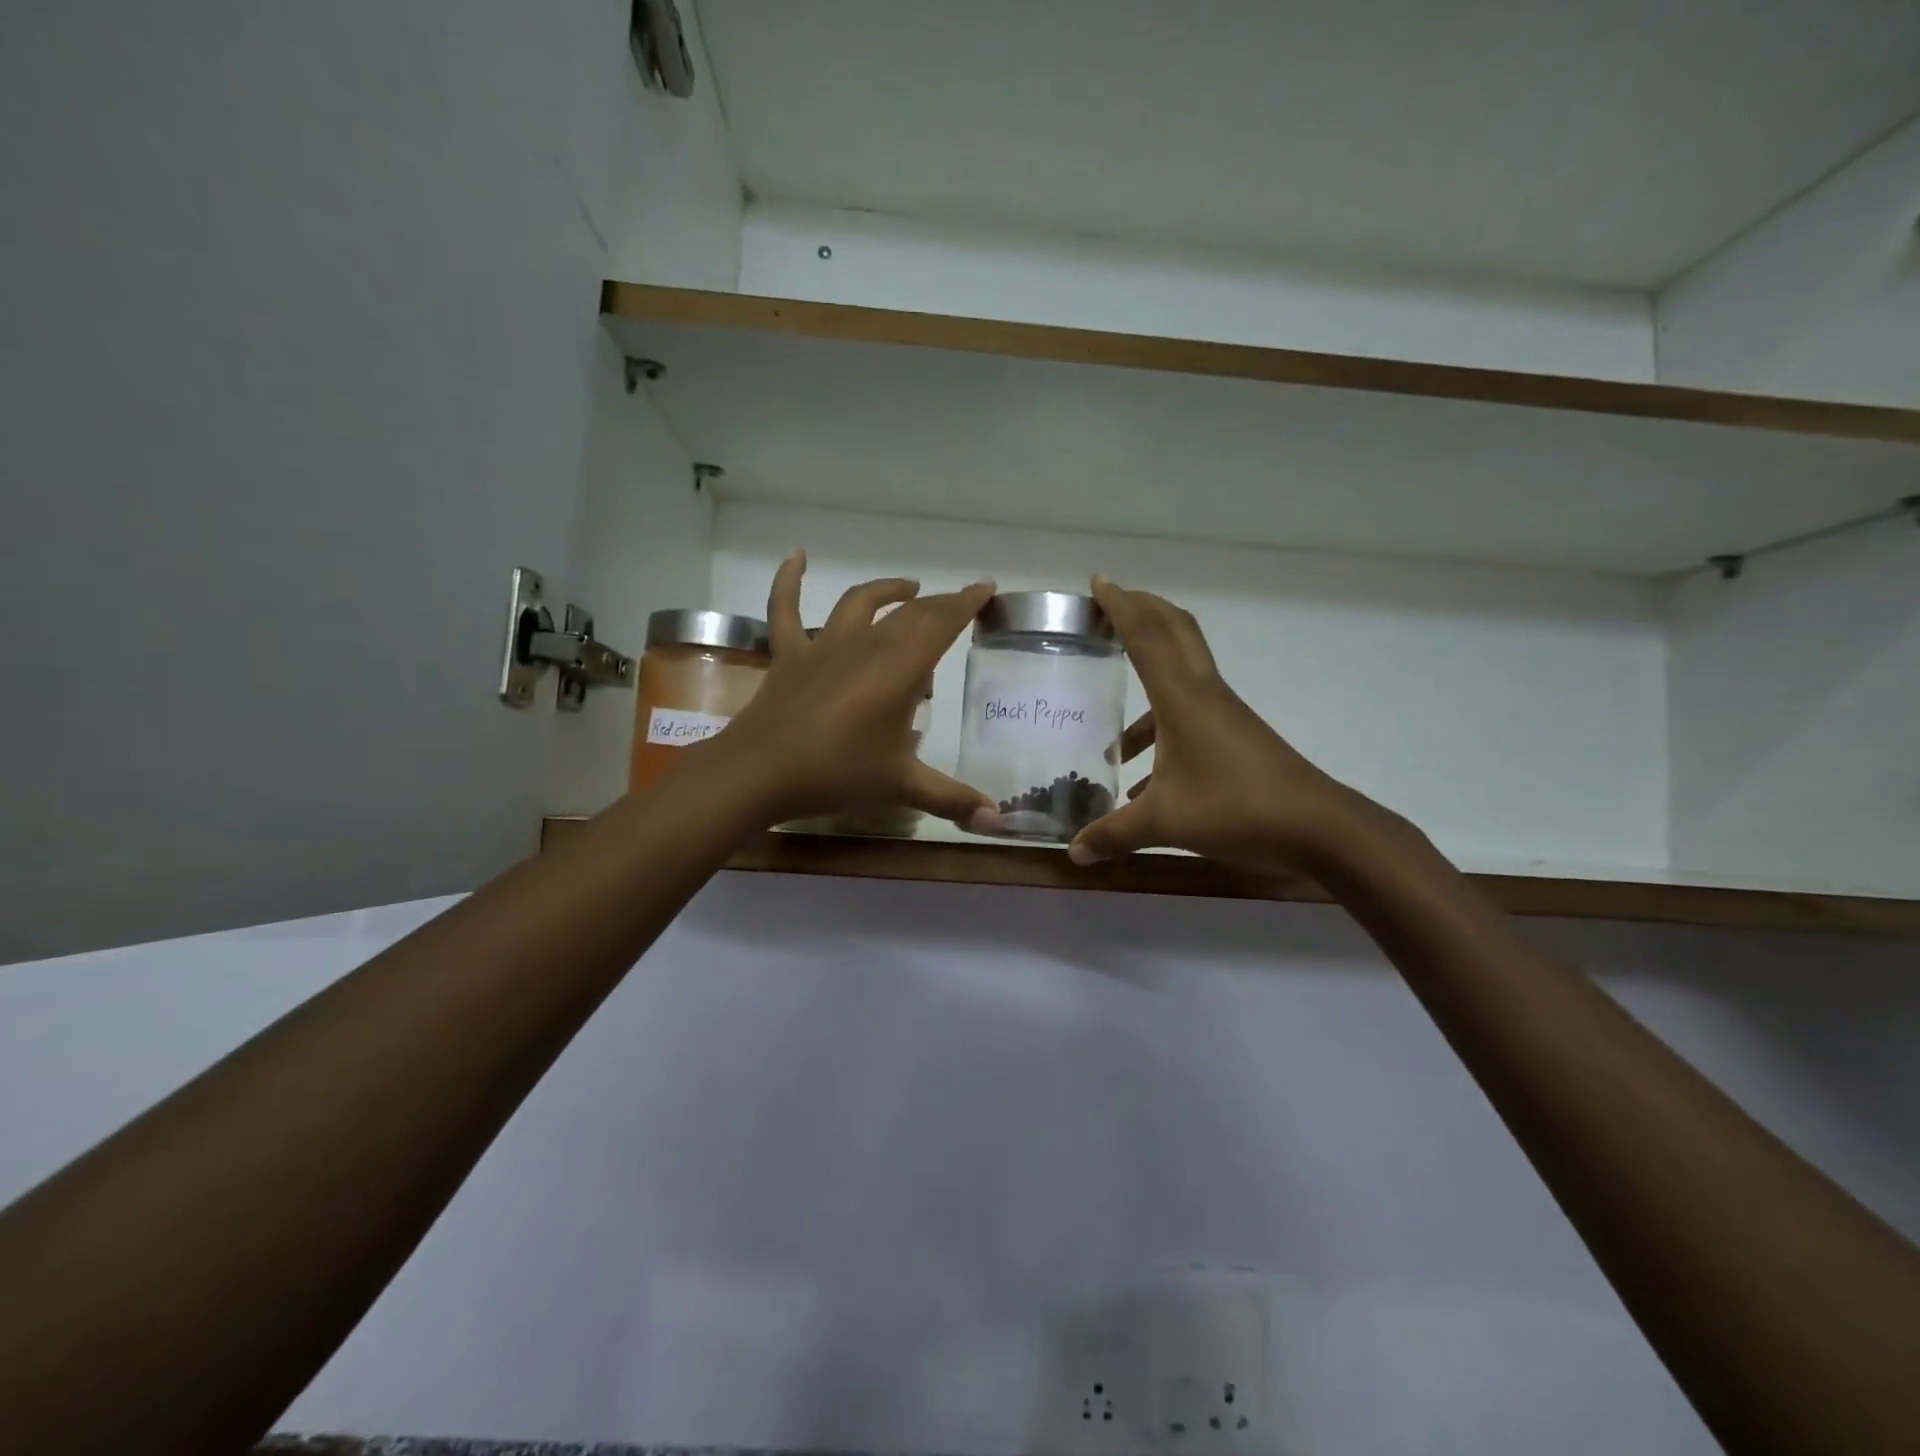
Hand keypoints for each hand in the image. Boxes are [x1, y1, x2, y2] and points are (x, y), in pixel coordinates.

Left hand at [710, 552, 997, 826]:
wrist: (759, 773)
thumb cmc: (837, 774)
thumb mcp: (901, 786)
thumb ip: (952, 799)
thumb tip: (999, 822)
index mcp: (899, 669)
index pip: (941, 623)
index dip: (966, 603)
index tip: (985, 587)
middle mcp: (865, 645)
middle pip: (909, 614)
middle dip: (939, 604)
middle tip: (958, 603)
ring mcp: (823, 646)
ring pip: (860, 603)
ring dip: (887, 591)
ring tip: (908, 588)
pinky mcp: (788, 655)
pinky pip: (784, 608)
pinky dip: (789, 580)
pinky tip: (797, 556)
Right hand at [1067, 577, 1389, 873]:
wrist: (1318, 828)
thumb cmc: (1236, 809)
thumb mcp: (1164, 824)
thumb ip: (1113, 834)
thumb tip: (1072, 853)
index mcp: (1182, 698)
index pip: (1146, 636)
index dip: (1121, 606)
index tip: (1098, 582)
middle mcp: (1204, 694)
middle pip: (1175, 632)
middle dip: (1143, 612)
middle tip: (1110, 608)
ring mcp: (1224, 715)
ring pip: (1180, 678)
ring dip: (1146, 683)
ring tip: (1109, 733)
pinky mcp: (1235, 738)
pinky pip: (1188, 716)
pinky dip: (1159, 731)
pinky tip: (1139, 781)